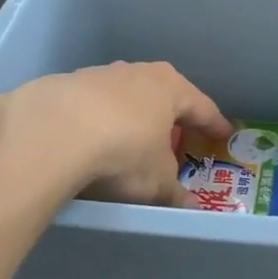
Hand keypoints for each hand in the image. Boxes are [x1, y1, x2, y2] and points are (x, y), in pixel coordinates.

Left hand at [0, 62, 231, 207]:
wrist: (52, 132)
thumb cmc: (124, 150)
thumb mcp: (157, 182)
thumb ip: (173, 192)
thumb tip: (187, 205)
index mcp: (170, 87)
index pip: (201, 106)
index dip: (214, 124)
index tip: (224, 134)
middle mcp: (137, 73)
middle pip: (161, 95)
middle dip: (169, 117)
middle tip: (177, 137)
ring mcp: (98, 75)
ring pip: (124, 98)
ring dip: (129, 118)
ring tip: (129, 143)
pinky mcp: (65, 86)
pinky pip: (91, 108)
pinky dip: (97, 123)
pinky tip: (90, 144)